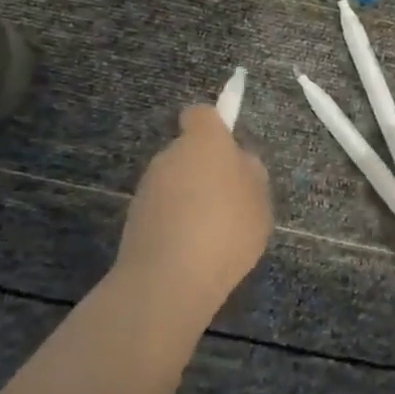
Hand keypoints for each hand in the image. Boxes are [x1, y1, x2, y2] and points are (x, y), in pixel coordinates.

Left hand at [115, 105, 271, 319]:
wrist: (169, 278)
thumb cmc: (226, 229)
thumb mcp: (260, 202)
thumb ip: (251, 175)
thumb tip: (238, 162)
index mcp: (204, 142)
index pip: (201, 115)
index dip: (214, 128)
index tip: (228, 153)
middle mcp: (170, 156)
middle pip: (189, 152)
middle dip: (206, 170)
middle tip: (230, 202)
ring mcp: (148, 187)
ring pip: (176, 182)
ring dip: (191, 198)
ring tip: (214, 234)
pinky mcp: (134, 218)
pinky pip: (164, 210)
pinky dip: (176, 222)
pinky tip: (194, 251)